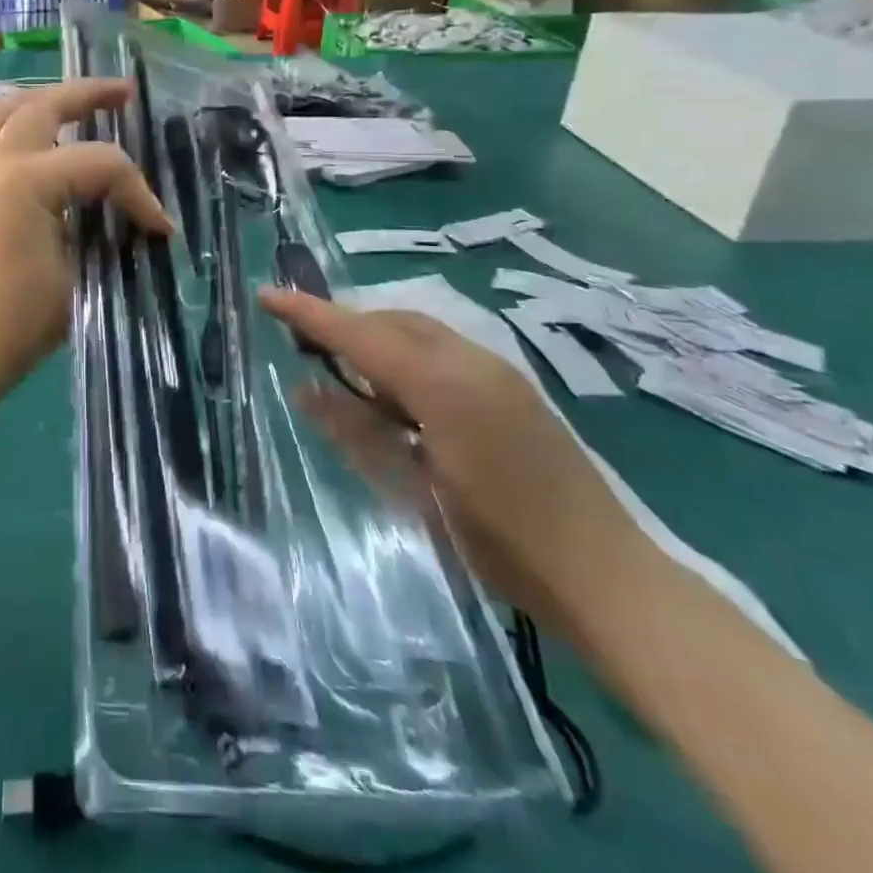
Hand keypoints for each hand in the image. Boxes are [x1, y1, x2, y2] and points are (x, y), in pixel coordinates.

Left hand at [0, 81, 170, 401]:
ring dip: (43, 98)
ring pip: (4, 111)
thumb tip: (140, 224)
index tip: (160, 229)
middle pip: (44, 107)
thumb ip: (111, 236)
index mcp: (25, 182)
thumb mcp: (81, 276)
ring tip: (75, 99)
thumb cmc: (20, 321)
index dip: (139, 193)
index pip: (99, 166)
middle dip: (88, 94)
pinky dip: (14, 122)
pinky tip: (35, 133)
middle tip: (125, 92)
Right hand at [258, 289, 661, 639]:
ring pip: (419, 332)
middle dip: (345, 325)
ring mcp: (499, 371)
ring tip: (347, 375)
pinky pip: (444, 351)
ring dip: (377, 341)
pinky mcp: (514, 388)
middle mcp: (472, 361)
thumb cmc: (498, 542)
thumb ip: (358, 431)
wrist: (605, 577)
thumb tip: (307, 389)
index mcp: (443, 385)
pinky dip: (407, 358)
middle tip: (306, 348)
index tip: (267, 295)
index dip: (309, 313)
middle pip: (391, 320)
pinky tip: (399, 398)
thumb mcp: (414, 490)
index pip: (360, 334)